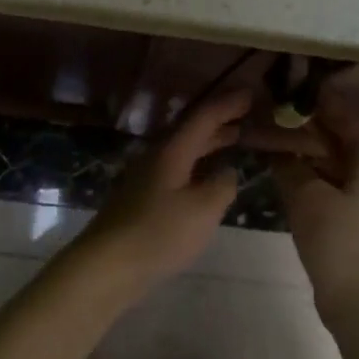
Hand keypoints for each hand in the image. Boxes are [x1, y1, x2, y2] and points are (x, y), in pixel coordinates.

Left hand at [67, 87, 250, 297]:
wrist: (107, 265)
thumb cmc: (158, 234)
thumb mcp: (203, 210)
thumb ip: (222, 186)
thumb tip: (229, 171)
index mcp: (171, 151)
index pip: (204, 117)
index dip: (228, 104)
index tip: (251, 94)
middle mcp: (156, 157)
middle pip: (191, 131)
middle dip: (220, 122)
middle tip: (247, 116)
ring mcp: (145, 179)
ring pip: (183, 152)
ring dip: (209, 144)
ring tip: (233, 141)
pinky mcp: (141, 200)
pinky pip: (176, 171)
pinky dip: (197, 166)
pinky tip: (206, 181)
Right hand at [270, 99, 358, 330]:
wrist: (357, 299)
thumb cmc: (337, 241)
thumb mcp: (306, 197)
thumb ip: (290, 165)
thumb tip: (276, 148)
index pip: (348, 118)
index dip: (323, 102)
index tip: (294, 88)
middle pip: (341, 138)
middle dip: (310, 124)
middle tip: (276, 111)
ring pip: (332, 161)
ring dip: (306, 148)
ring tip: (274, 136)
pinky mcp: (350, 217)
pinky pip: (328, 181)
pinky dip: (308, 171)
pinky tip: (283, 170)